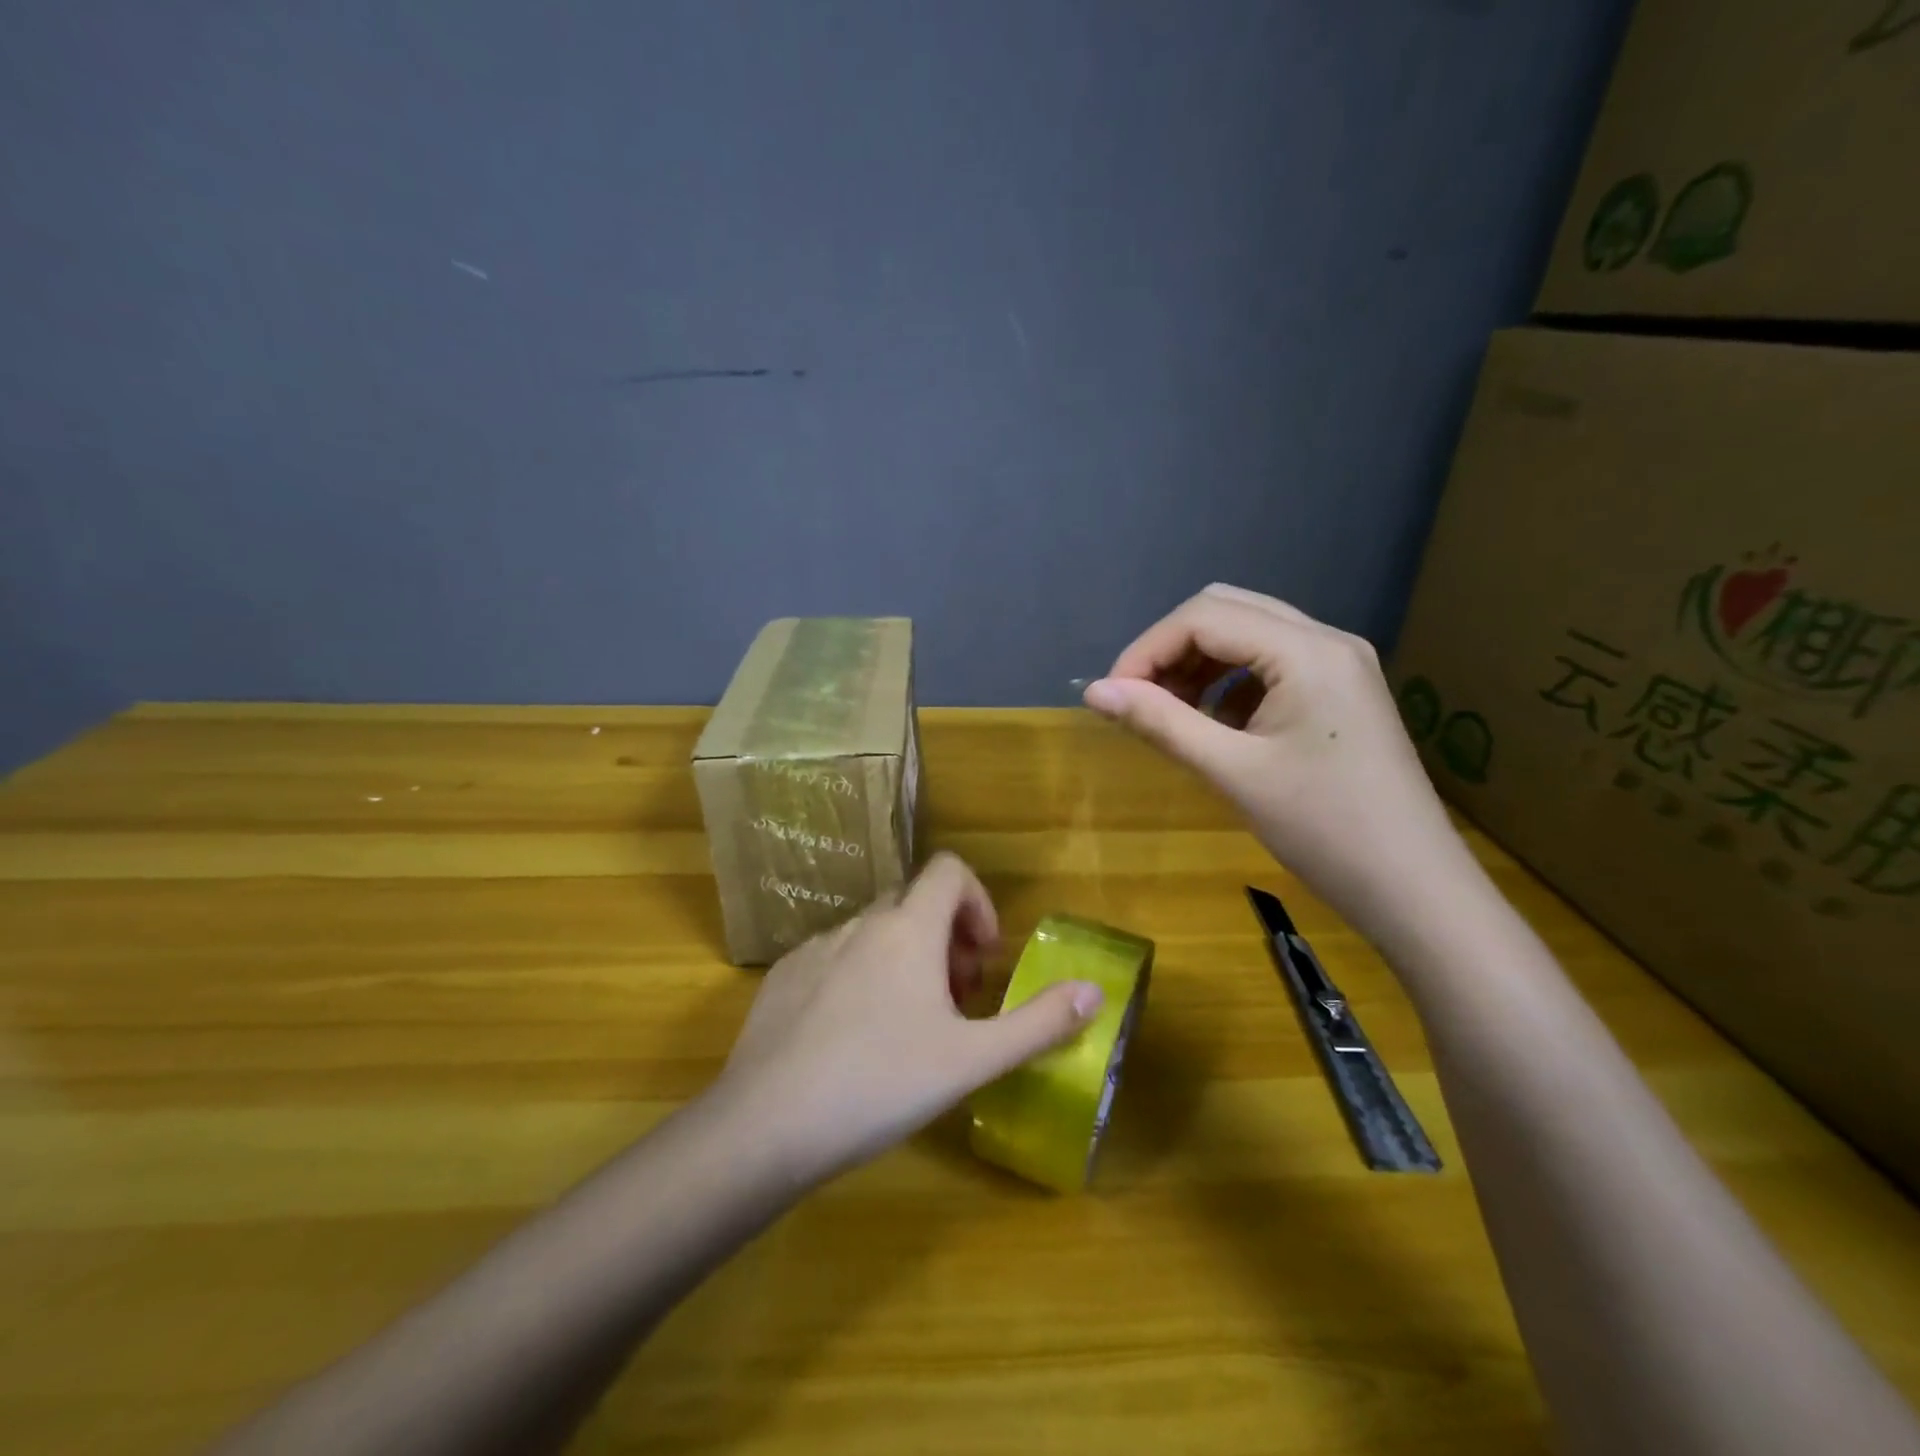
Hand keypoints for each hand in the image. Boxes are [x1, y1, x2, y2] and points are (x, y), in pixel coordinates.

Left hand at [713, 853, 1104, 1182]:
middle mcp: (861, 923)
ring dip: (904, 959)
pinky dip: (861, 976)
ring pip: (875, 932)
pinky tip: (853, 1039)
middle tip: (956, 1001)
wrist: (766, 1126)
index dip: (978, 902)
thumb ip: (1039, 1022)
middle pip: (915, 903)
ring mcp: (815, 947)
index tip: (984, 958)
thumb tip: (1096, 991)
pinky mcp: (783, 976)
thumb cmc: (881, 1084)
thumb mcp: (972, 1060)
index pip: (950, 870)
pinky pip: (835, 956)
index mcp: (908, 929)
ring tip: (909, 1026)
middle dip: (946, 939)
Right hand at [1082, 584, 1475, 946]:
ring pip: (1248, 634)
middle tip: (1138, 700)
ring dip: (1199, 663)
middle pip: (1226, 611)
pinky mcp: (1342, 691)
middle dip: (1171, 649)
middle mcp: (1327, 640)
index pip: (1204, 617)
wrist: (1414, 887)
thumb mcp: (1232, 772)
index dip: (1147, 650)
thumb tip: (1093, 692)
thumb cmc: (1323, 829)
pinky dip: (1230, 681)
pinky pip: (1271, 663)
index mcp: (1307, 650)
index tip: (1112, 697)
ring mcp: (1340, 664)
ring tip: (1169, 713)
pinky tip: (1215, 723)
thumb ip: (1160, 722)